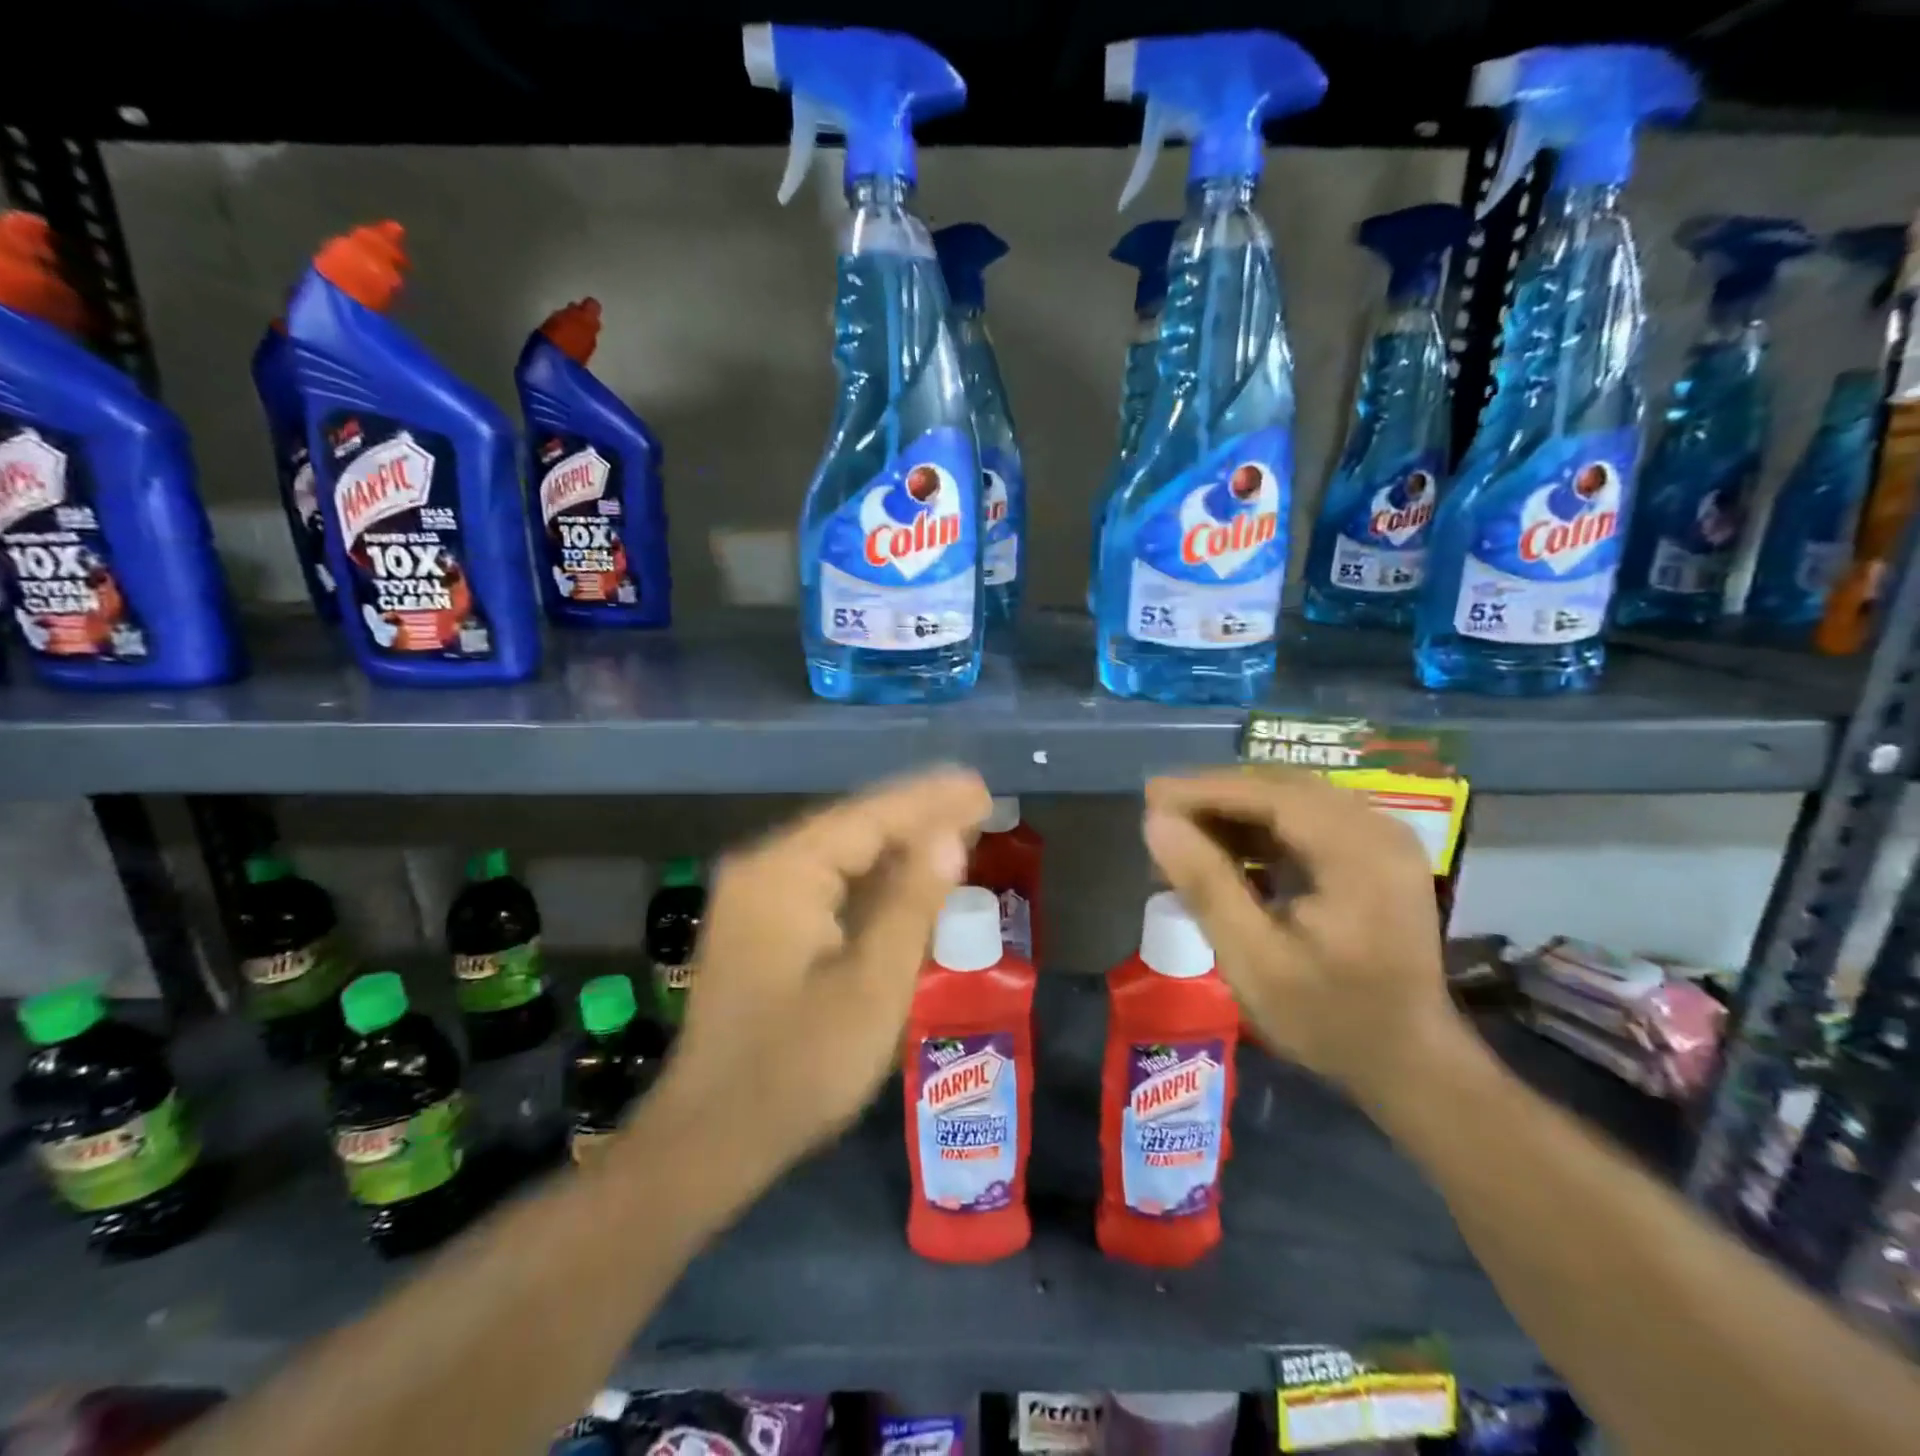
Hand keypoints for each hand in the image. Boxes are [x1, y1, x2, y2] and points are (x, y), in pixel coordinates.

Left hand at [657, 766, 990, 1178]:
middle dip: (916, 815)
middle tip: (976, 802)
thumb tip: (948, 838)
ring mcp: (756, 898)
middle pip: (852, 827)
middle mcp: (763, 870)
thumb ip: (912, 904)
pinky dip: (871, 877)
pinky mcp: (760, 926)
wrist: (712, 1139)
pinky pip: (826, 882)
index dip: (929, 802)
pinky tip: (907, 876)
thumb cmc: (799, 1067)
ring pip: (840, 853)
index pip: (869, 818)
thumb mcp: (872, 988)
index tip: (980, 787)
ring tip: (955, 828)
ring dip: (897, 844)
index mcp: (784, 874)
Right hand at [1141, 768, 1463, 1106]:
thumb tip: (1156, 822)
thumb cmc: (1328, 1018)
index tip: (1149, 794)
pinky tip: (1225, 851)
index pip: (1270, 795)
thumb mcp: (1253, 960)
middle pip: (1281, 788)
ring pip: (1292, 799)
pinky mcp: (1373, 852)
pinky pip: (1307, 820)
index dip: (1204, 790)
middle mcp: (1378, 829)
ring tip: (1184, 835)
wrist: (1408, 1061)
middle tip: (1160, 815)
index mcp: (1359, 853)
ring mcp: (1381, 838)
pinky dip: (1261, 828)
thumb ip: (1205, 884)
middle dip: (1216, 797)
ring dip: (1236, 812)